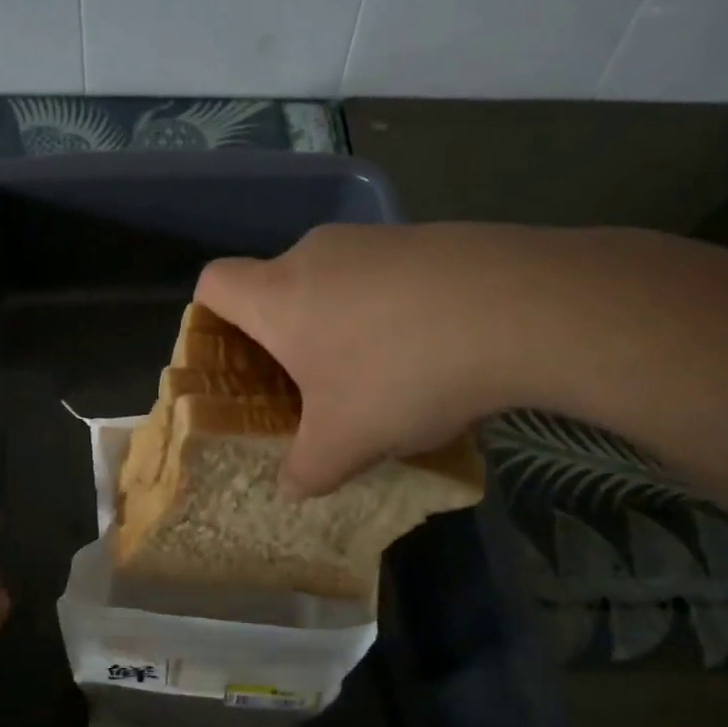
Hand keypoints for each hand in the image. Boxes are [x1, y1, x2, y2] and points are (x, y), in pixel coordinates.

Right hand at [197, 223, 578, 494]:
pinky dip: (387, 309)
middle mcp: (315, 255)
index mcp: (277, 295)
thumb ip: (306, 470)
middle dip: (284, 336)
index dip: (210, 317)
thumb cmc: (399, 373)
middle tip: (309, 385)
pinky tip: (428, 347)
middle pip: (275, 286)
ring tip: (378, 374)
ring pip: (333, 281)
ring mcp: (373, 239)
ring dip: (339, 323)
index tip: (235, 359)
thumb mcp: (345, 442)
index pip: (213, 283)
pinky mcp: (425, 237)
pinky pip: (384, 275)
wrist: (518, 309)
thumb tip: (292, 489)